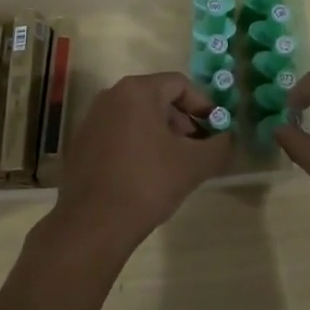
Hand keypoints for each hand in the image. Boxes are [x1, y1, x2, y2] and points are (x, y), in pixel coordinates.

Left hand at [48, 73, 230, 261]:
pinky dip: (138, 145)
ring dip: (161, 134)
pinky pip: (118, 133)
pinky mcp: (82, 143)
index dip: (203, 105)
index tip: (215, 129)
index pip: (180, 84)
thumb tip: (227, 138)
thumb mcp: (194, 164)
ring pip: (137, 117)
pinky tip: (146, 175)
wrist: (93, 225)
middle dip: (182, 121)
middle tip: (197, 149)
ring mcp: (92, 119)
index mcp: (137, 91)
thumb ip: (219, 145)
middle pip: (158, 98)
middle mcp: (111, 96)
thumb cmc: (147, 183)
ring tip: (174, 164)